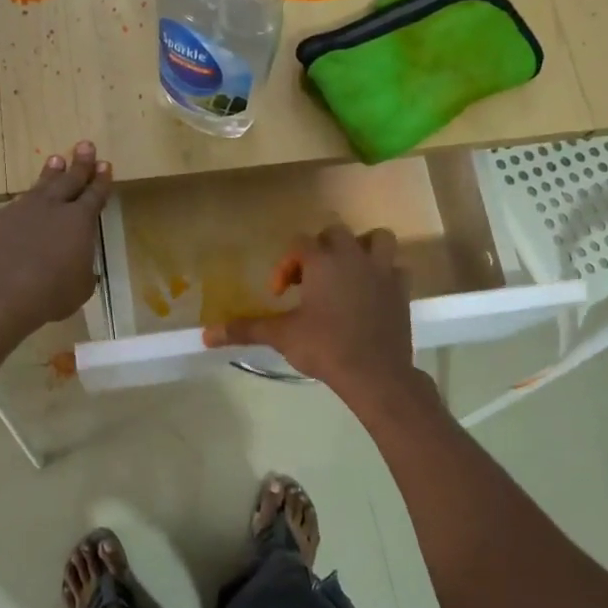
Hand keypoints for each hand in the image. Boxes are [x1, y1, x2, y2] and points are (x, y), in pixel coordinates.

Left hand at [0, 142, 112, 339]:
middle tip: (86, 145)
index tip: (105, 164)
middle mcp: (51, 208)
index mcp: (79, 222)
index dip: (101, 181)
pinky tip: (21, 208)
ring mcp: (20, 210)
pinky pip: (13, 208)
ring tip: (56, 159)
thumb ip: (82, 270)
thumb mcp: (79, 288)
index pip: (95, 195)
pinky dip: (22, 206)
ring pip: (39, 187)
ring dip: (50, 173)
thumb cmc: (49, 294)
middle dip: (80, 163)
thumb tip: (78, 265)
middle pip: (69, 180)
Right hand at [201, 225, 419, 400]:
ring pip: (376, 239)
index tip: (280, 294)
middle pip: (335, 234)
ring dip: (360, 249)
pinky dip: (384, 274)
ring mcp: (382, 271)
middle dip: (320, 251)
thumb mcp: (281, 336)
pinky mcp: (402, 290)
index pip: (299, 244)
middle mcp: (353, 257)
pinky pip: (396, 268)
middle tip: (309, 281)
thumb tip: (205, 334)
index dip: (285, 265)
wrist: (375, 373)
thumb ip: (245, 329)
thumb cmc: (325, 348)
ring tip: (346, 273)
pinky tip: (371, 293)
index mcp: (323, 261)